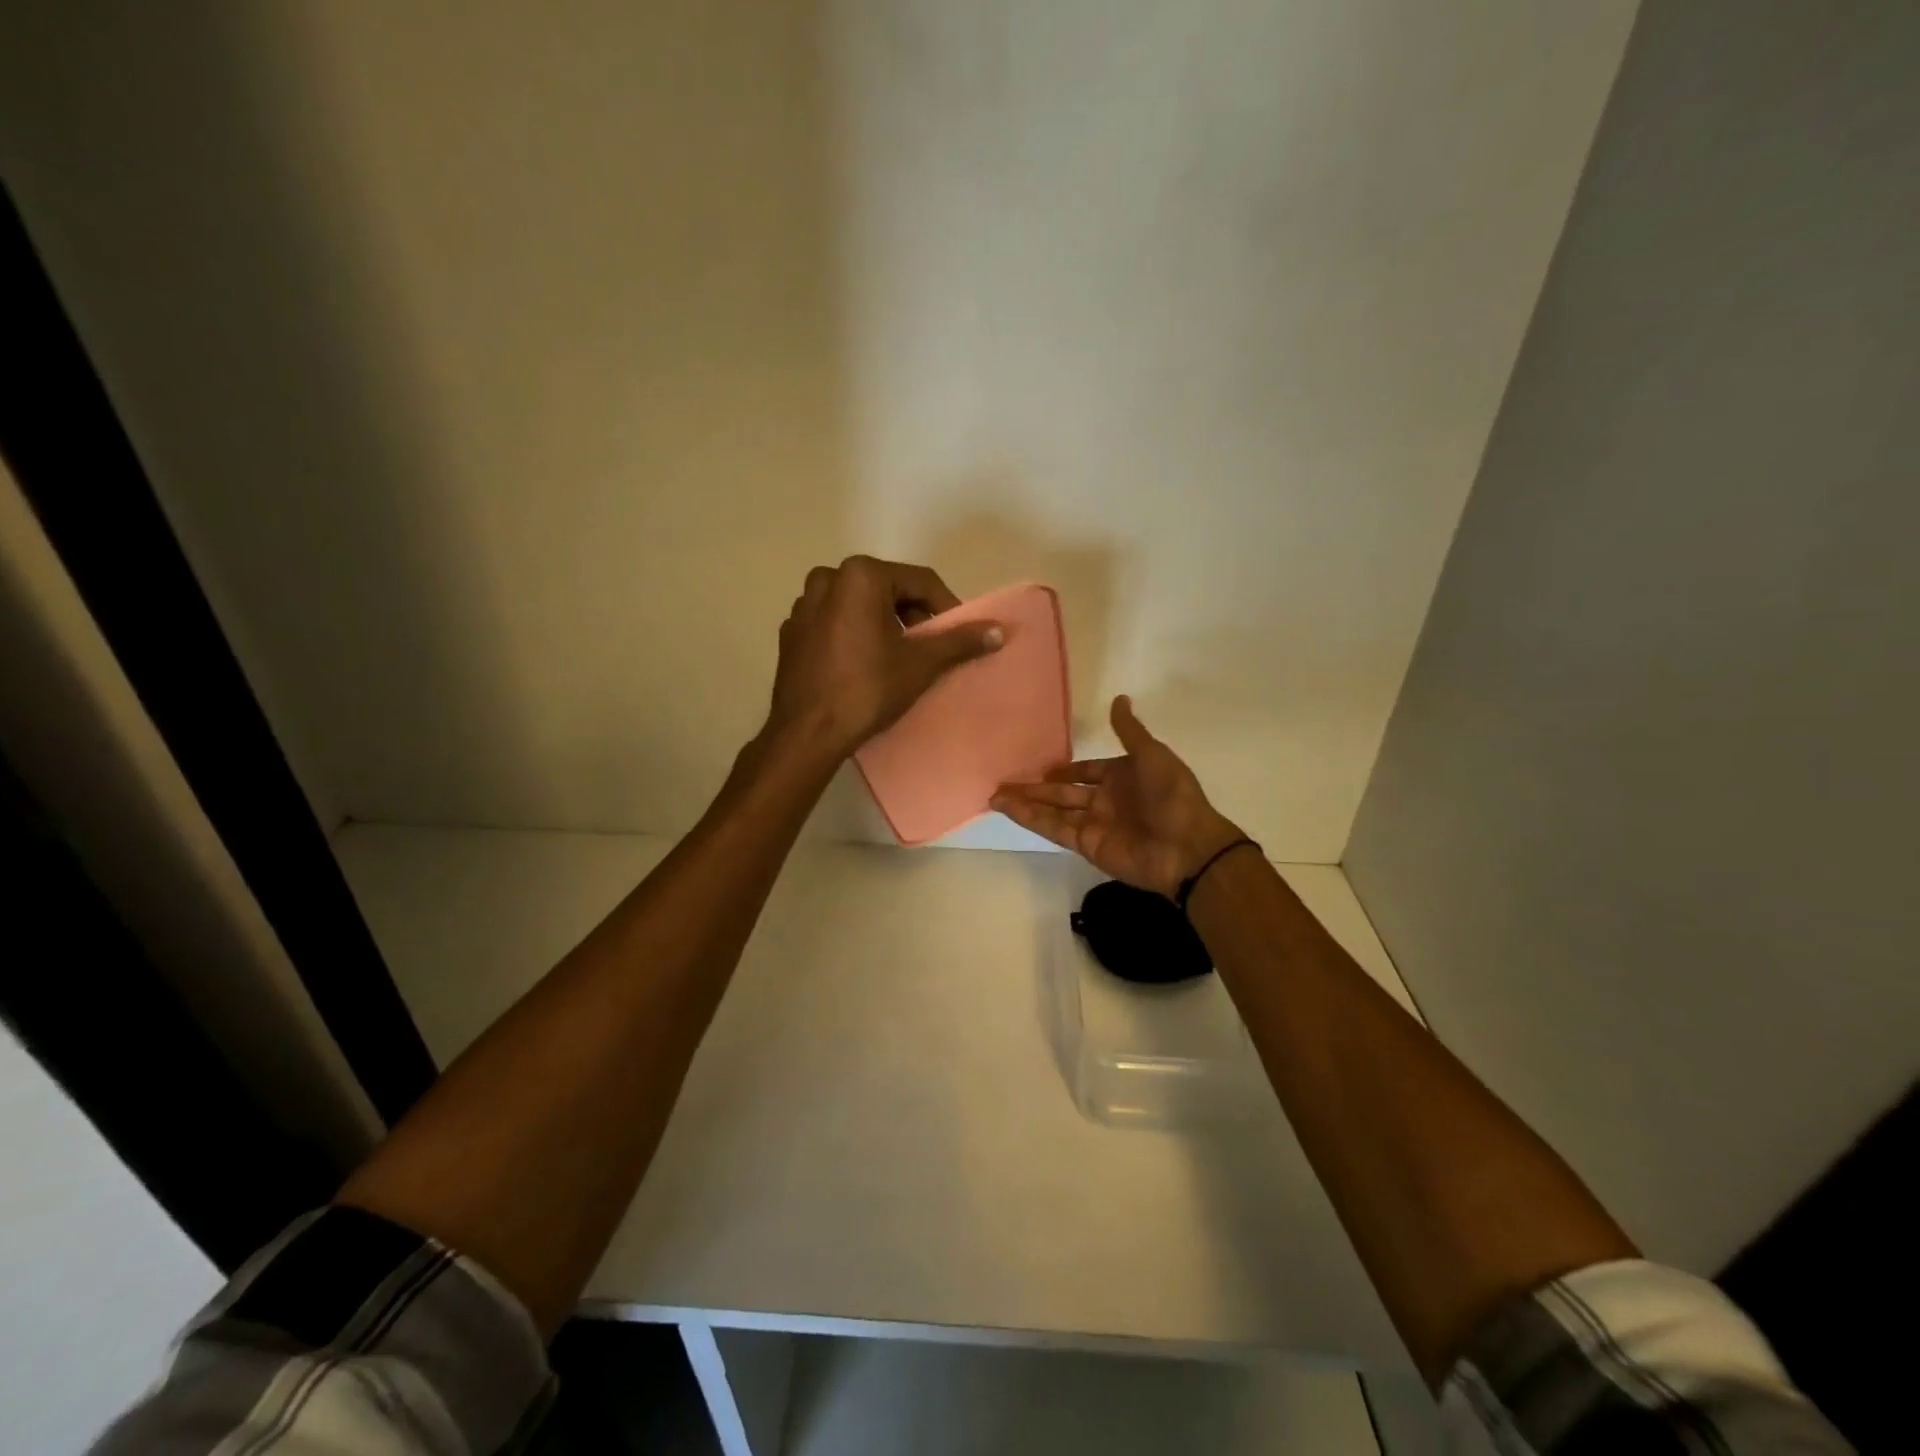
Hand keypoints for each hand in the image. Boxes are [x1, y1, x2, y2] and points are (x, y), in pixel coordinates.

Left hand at [764, 556, 1002, 762]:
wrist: (807, 733)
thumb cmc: (867, 690)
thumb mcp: (920, 664)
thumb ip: (960, 641)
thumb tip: (999, 630)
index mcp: (860, 575)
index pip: (920, 581)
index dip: (946, 607)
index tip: (959, 636)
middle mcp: (827, 578)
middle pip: (888, 589)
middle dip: (914, 615)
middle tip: (930, 648)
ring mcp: (803, 605)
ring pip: (859, 605)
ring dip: (884, 623)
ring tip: (899, 657)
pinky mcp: (791, 632)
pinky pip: (834, 623)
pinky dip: (854, 634)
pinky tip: (863, 665)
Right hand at [991, 695, 1242, 897]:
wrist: (1187, 847)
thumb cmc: (1172, 796)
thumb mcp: (1152, 754)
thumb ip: (1129, 731)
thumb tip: (1119, 698)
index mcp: (1122, 777)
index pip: (1087, 771)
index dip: (1066, 769)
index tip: (1043, 766)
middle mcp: (1105, 800)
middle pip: (1063, 792)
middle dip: (1035, 787)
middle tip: (1004, 781)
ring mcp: (1094, 824)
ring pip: (1052, 810)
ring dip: (1025, 803)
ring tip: (994, 796)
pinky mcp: (1086, 844)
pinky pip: (1054, 828)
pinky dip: (1031, 819)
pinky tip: (1009, 809)